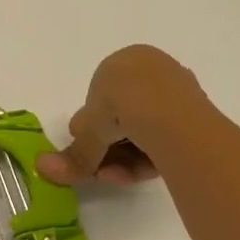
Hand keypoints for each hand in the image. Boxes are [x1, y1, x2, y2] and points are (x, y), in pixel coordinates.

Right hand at [35, 45, 202, 186]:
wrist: (168, 113)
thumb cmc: (119, 106)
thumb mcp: (88, 133)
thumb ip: (72, 154)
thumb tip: (41, 167)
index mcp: (123, 62)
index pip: (100, 99)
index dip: (91, 129)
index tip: (89, 151)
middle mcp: (151, 70)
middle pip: (123, 118)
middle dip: (109, 149)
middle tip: (101, 171)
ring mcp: (178, 92)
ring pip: (144, 132)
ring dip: (127, 158)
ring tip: (118, 177)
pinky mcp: (198, 115)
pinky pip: (166, 139)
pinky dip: (150, 157)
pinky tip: (141, 175)